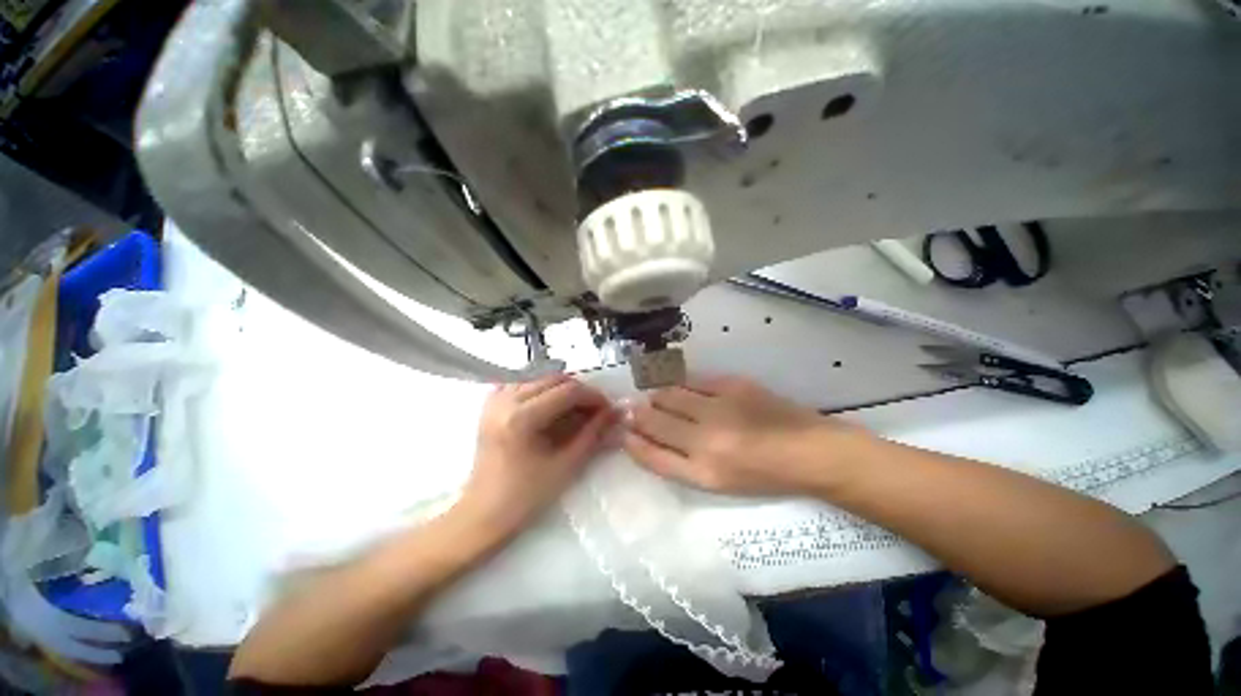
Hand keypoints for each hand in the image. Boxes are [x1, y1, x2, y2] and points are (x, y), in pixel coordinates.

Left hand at [458, 374, 616, 539]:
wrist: (483, 514)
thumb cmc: (525, 497)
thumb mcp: (566, 466)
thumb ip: (593, 434)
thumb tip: (615, 412)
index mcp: (522, 417)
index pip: (568, 391)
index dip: (593, 397)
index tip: (608, 409)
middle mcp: (506, 400)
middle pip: (555, 380)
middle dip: (580, 392)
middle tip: (595, 411)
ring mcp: (495, 400)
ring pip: (540, 379)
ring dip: (562, 390)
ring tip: (576, 410)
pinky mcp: (490, 405)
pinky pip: (522, 384)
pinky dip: (541, 390)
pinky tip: (548, 405)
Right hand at [624, 375, 863, 495]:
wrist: (810, 451)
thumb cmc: (763, 475)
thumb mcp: (718, 482)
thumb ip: (679, 462)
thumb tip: (646, 438)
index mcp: (704, 473)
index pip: (652, 456)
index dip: (633, 442)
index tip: (624, 431)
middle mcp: (706, 440)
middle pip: (655, 421)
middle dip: (637, 414)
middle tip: (632, 409)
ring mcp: (719, 408)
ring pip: (669, 396)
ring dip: (656, 397)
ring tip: (654, 399)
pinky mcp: (732, 385)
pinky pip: (692, 380)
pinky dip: (679, 384)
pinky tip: (680, 388)